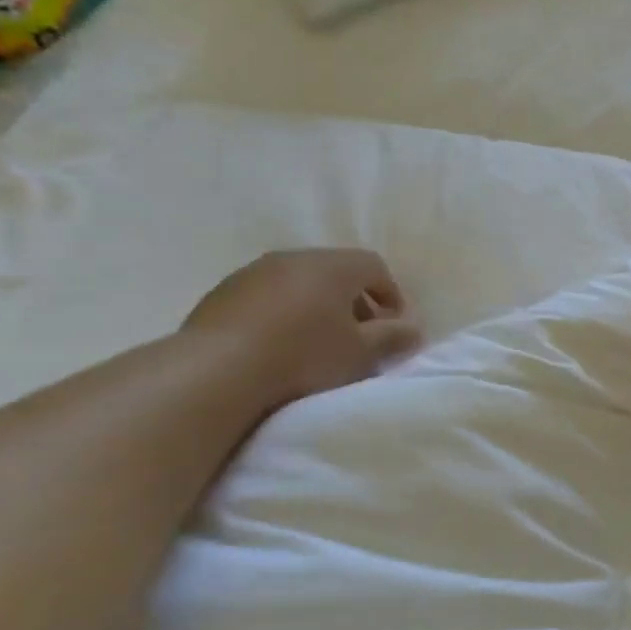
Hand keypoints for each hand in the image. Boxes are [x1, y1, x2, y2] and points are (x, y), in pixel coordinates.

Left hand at [183, 249, 422, 406]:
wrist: (217, 371)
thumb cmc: (304, 357)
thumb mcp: (361, 352)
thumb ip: (392, 337)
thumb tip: (413, 329)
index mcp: (331, 266)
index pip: (374, 265)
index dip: (391, 294)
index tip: (393, 327)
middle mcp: (292, 258)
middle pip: (336, 271)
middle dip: (354, 301)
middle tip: (360, 336)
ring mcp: (252, 272)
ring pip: (299, 283)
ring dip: (317, 307)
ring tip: (318, 343)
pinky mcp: (222, 294)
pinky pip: (267, 297)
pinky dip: (283, 315)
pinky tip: (279, 347)